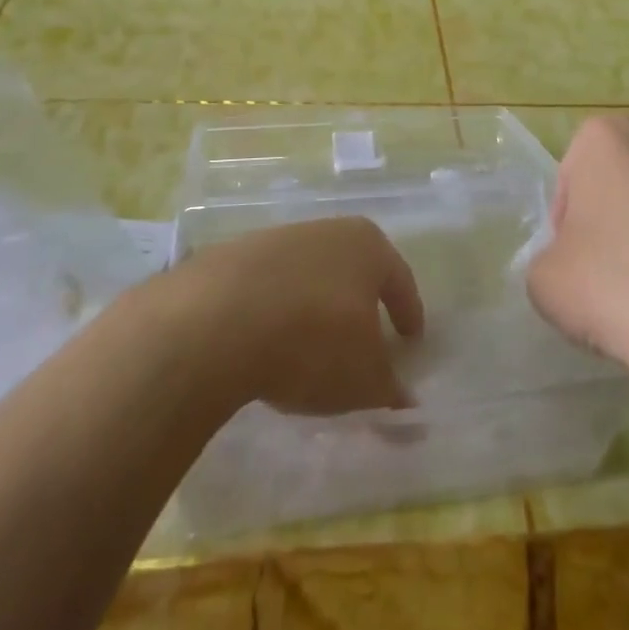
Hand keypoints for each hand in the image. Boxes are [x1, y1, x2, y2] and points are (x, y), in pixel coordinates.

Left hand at [178, 216, 425, 415]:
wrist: (216, 321)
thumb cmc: (313, 341)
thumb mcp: (364, 380)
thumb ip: (389, 389)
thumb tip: (404, 398)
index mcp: (367, 246)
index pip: (399, 280)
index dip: (408, 313)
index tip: (412, 341)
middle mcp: (325, 231)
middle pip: (352, 271)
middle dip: (359, 306)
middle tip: (364, 342)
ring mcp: (275, 240)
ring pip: (307, 277)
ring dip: (313, 308)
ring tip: (308, 351)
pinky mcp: (232, 258)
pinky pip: (266, 289)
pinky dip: (274, 313)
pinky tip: (266, 345)